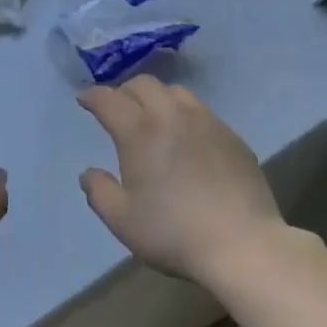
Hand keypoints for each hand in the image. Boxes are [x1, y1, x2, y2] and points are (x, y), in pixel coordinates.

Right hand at [76, 77, 285, 282]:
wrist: (242, 243)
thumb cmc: (174, 232)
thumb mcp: (123, 220)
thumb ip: (99, 192)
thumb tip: (88, 173)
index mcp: (140, 130)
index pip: (109, 99)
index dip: (92, 96)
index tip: (84, 99)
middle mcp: (171, 114)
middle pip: (143, 84)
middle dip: (124, 91)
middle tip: (117, 108)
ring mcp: (206, 120)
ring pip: (175, 91)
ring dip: (156, 97)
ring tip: (153, 117)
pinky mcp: (231, 135)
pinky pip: (201, 111)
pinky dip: (184, 115)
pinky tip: (187, 138)